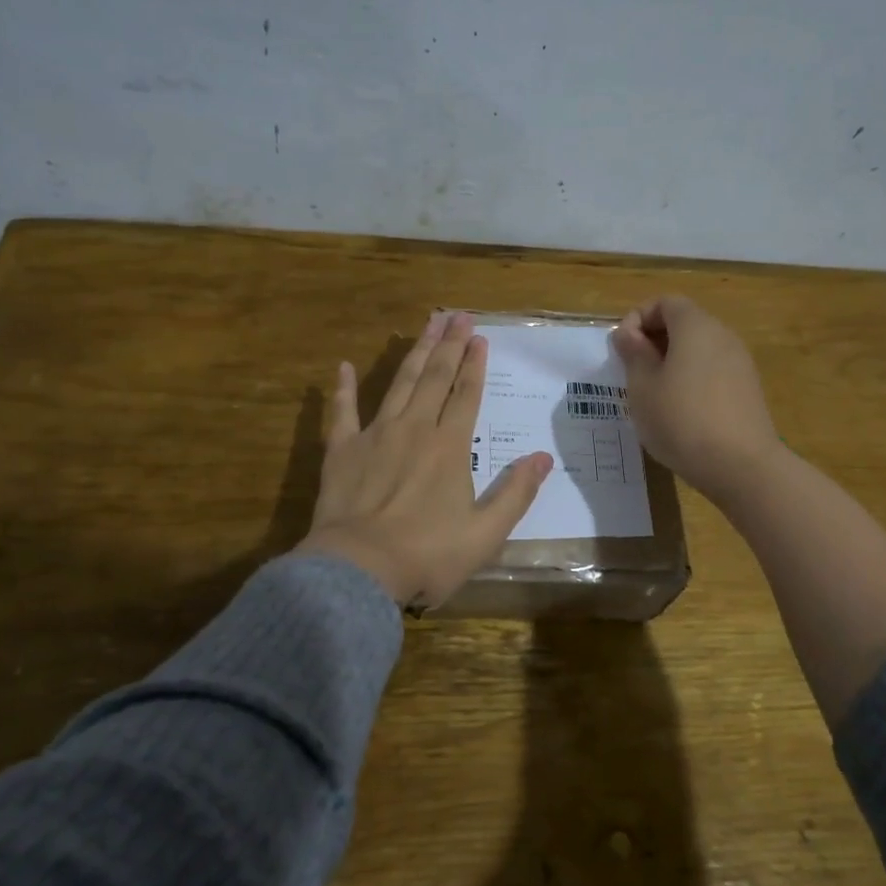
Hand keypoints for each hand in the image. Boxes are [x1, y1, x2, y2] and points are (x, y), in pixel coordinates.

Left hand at [297, 312, 553, 605]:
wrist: (359, 570)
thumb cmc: (427, 555)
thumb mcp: (485, 534)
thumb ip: (515, 492)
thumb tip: (544, 457)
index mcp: (449, 447)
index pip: (466, 395)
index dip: (475, 366)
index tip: (480, 337)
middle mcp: (415, 430)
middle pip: (435, 379)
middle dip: (449, 346)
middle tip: (458, 316)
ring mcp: (375, 436)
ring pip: (399, 384)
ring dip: (415, 353)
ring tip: (427, 325)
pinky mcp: (342, 451)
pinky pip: (342, 412)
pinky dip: (343, 388)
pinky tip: (344, 366)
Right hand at [611, 296, 781, 502]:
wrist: (741, 466)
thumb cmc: (681, 420)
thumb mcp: (642, 387)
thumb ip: (633, 353)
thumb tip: (628, 333)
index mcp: (695, 326)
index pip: (665, 302)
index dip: (638, 318)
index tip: (622, 348)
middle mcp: (722, 335)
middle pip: (684, 322)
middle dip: (653, 340)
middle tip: (632, 371)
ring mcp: (740, 362)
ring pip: (699, 348)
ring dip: (672, 361)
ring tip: (653, 394)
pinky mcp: (748, 389)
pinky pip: (712, 370)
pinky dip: (692, 378)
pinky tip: (680, 411)